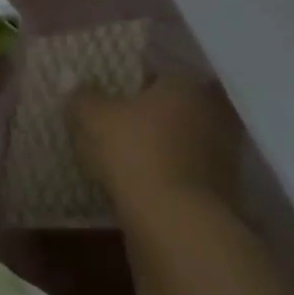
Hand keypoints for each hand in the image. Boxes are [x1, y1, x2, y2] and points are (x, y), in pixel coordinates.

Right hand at [68, 78, 241, 207]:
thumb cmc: (134, 152)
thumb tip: (69, 77)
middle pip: (170, 109)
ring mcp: (224, 153)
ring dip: (157, 147)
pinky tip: (140, 183)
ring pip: (179, 141)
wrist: (175, 220)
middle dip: (146, 117)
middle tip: (113, 127)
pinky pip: (184, 171)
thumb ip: (81, 96)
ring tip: (122, 159)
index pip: (155, 74)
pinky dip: (165, 174)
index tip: (109, 99)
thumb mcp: (92, 118)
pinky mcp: (224, 189)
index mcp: (186, 86)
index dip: (128, 85)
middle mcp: (214, 112)